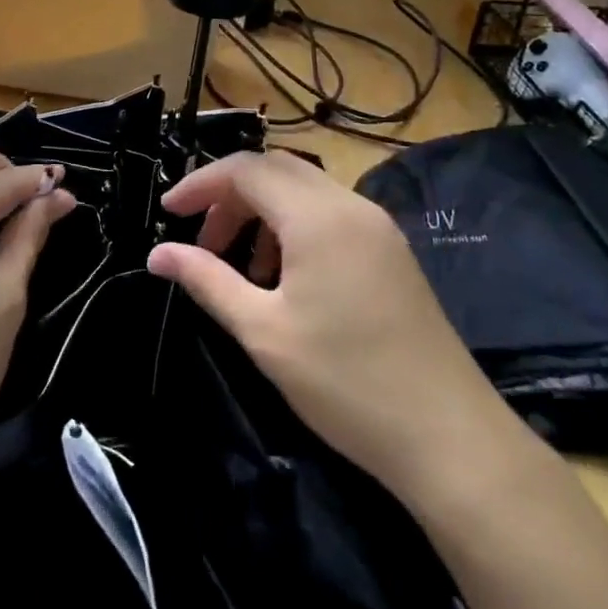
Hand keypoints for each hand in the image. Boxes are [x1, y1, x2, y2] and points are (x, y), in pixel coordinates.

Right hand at [147, 151, 518, 502]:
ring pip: (303, 190)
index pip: (245, 169)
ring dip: (261, 211)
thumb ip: (206, 280)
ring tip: (239, 266)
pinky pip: (329, 214)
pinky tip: (283, 278)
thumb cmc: (346, 382)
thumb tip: (156, 255)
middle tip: (201, 240)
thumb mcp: (263, 331)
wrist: (451, 439)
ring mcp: (377, 227)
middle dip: (230, 195)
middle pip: (275, 169)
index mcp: (317, 216)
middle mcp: (349, 205)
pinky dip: (293, 227)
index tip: (168, 213)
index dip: (200, 184)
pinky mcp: (391, 251)